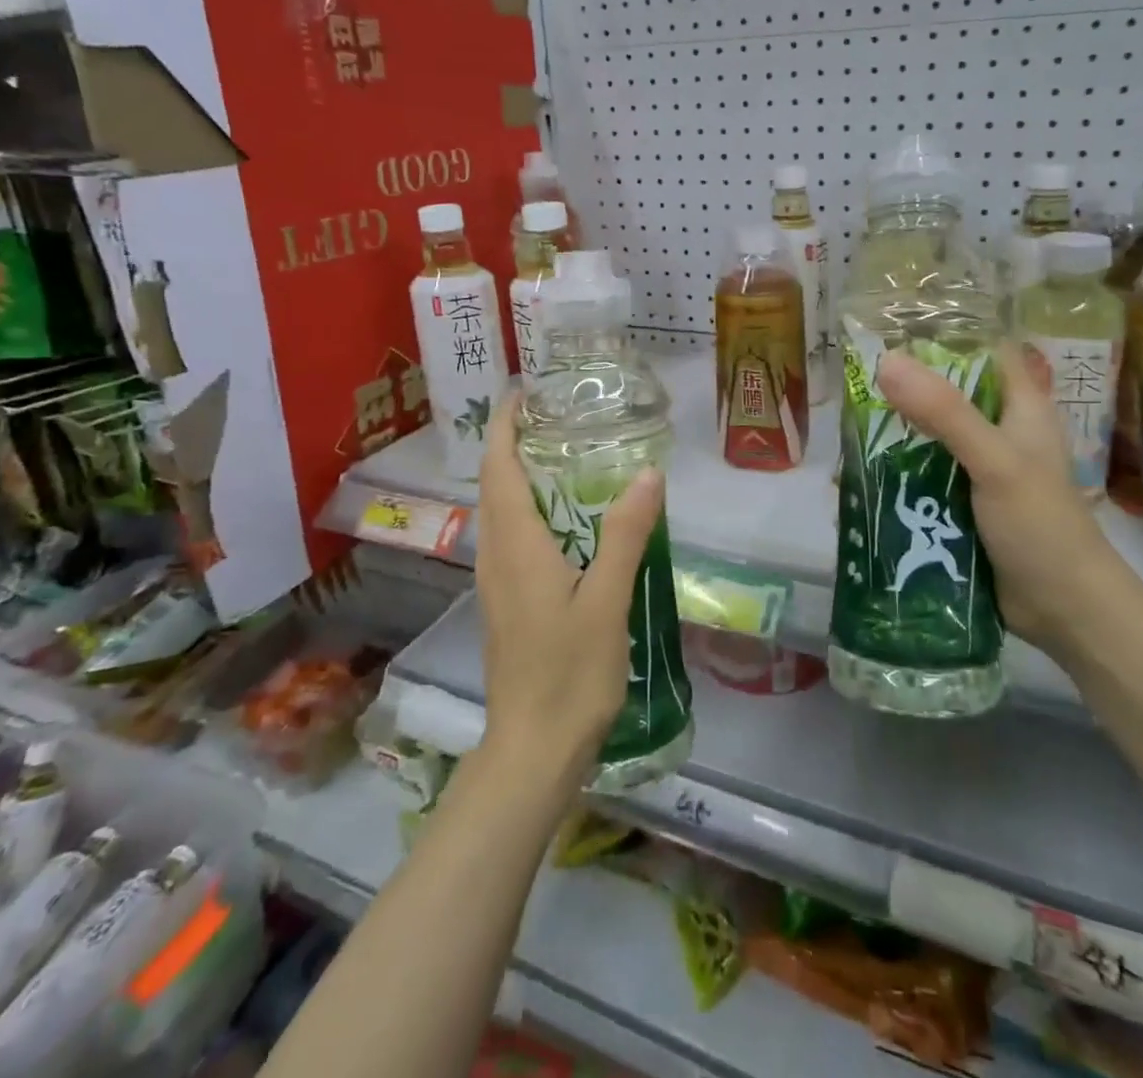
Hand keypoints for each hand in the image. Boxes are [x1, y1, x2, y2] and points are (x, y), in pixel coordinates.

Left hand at [474, 397, 665, 787]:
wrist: (533, 750)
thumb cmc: (569, 673)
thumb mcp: (607, 601)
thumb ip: (625, 535)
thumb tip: (647, 473)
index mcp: (516, 546)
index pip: (499, 468)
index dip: (504, 426)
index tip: (523, 392)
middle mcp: (497, 556)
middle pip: (495, 484)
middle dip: (512, 443)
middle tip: (556, 415)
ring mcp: (498, 582)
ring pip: (500, 512)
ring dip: (518, 475)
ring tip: (562, 453)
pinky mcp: (507, 603)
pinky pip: (511, 538)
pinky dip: (528, 508)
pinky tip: (565, 519)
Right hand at [874, 343, 1122, 650]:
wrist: (1064, 610)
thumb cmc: (1040, 525)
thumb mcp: (994, 461)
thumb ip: (944, 413)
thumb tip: (886, 361)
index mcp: (1021, 409)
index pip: (986, 353)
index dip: (947, 338)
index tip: (894, 331)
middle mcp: (1000, 433)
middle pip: (949, 396)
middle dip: (906, 392)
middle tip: (854, 385)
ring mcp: (981, 471)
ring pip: (931, 440)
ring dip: (896, 437)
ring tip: (848, 431)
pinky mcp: (964, 505)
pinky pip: (925, 479)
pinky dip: (899, 476)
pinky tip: (863, 477)